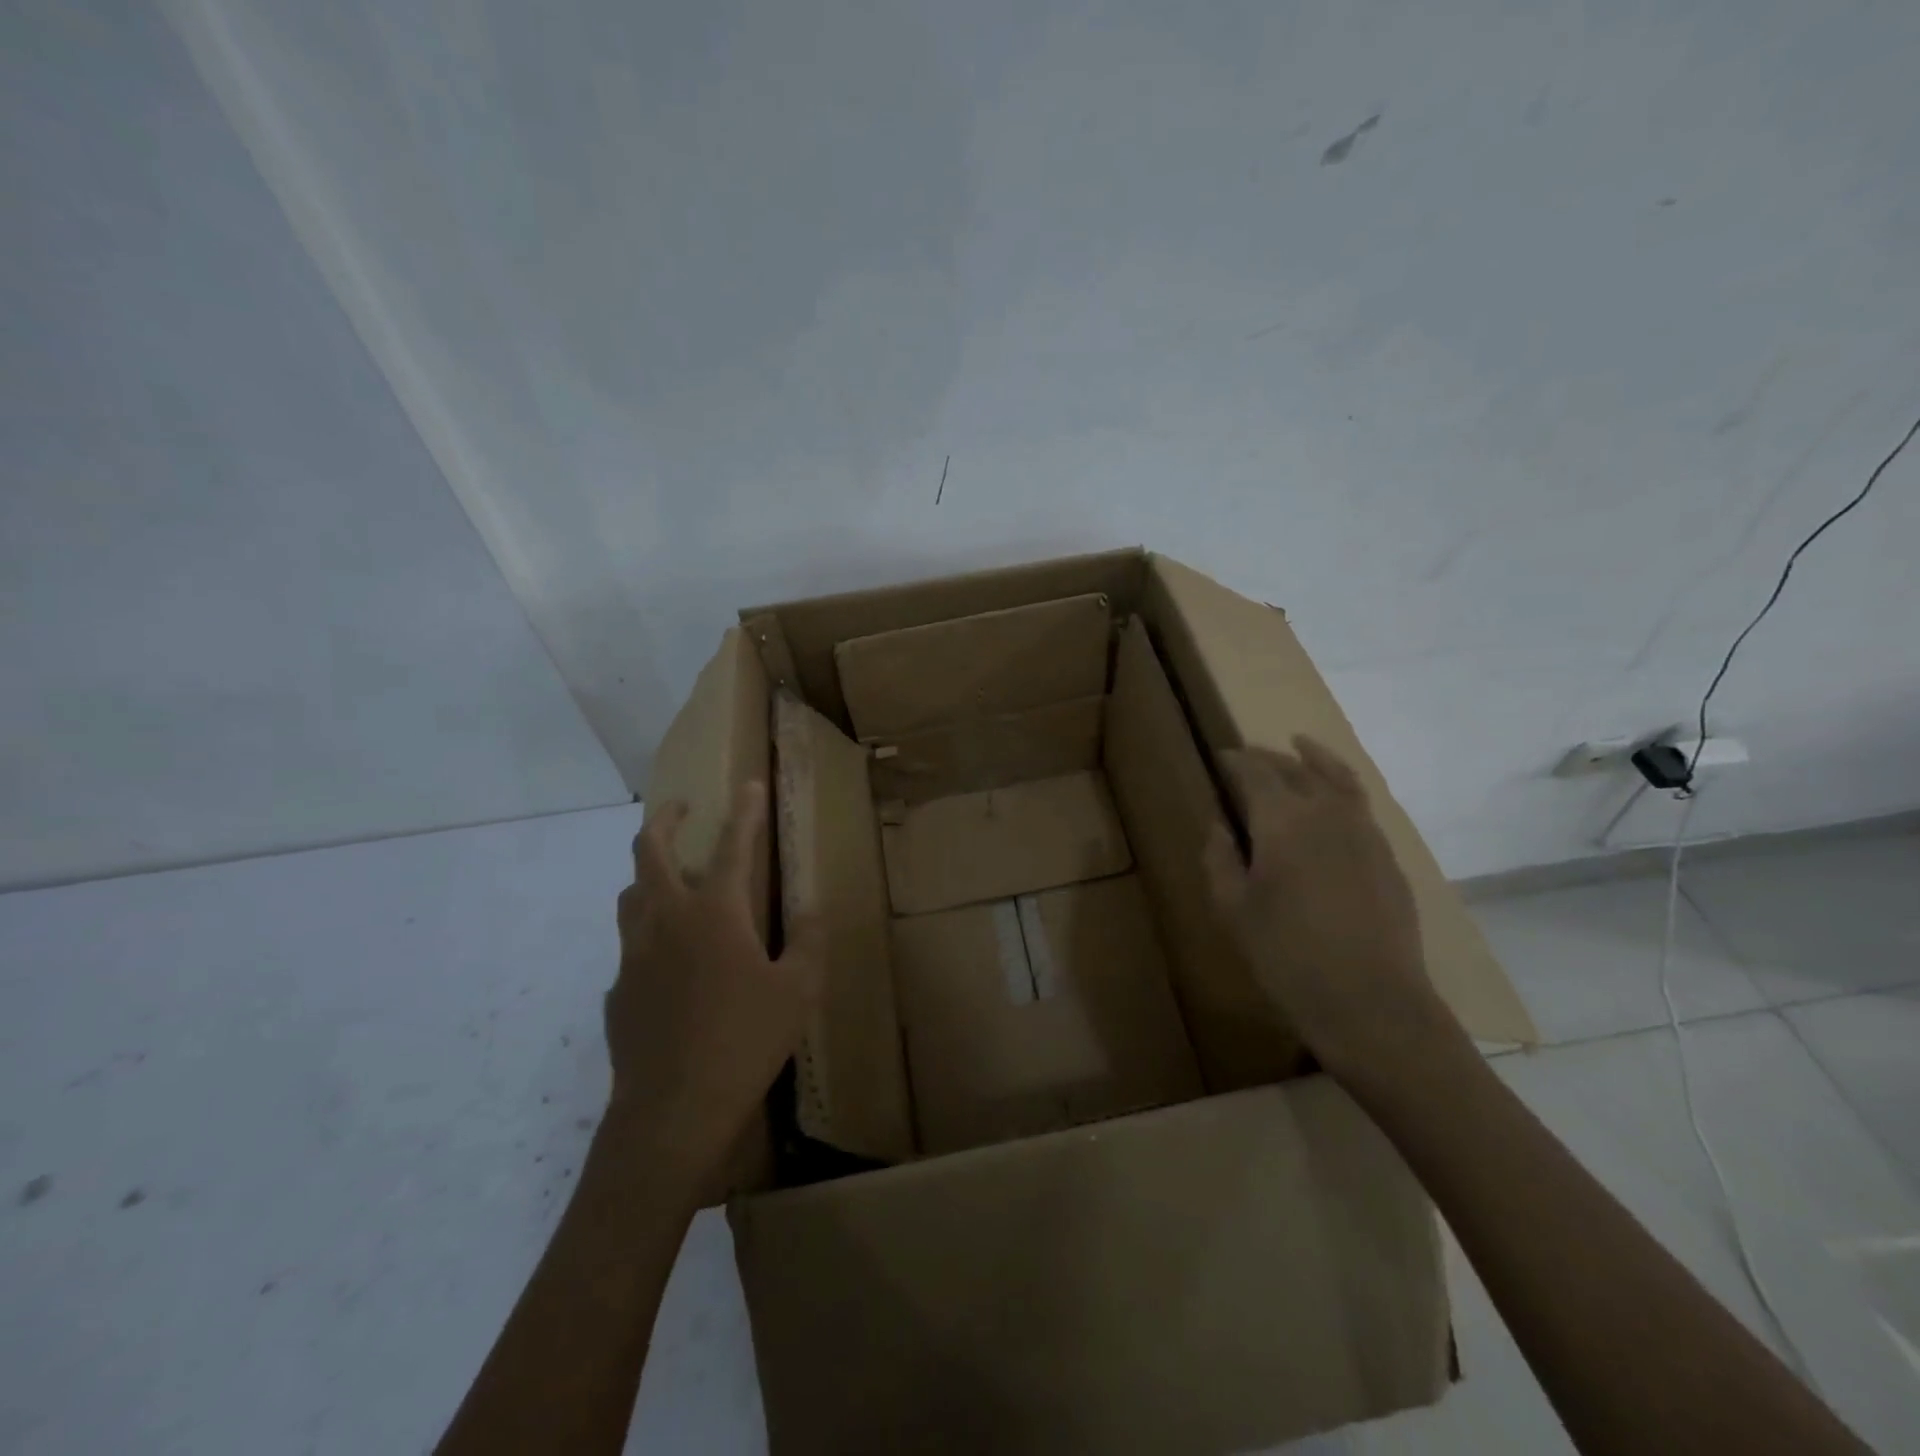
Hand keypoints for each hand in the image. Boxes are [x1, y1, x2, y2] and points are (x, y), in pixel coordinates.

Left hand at [605, 781, 822, 1171]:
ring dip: (648, 872)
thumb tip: (812, 908)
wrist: (673, 1110)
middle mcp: (667, 920)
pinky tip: (667, 961)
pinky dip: (648, 934)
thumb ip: (808, 940)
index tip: (749, 783)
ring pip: (631, 894)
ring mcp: (634, 955)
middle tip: (680, 807)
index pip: (733, 846)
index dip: (745, 811)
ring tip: (669, 875)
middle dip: (666, 820)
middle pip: (651, 851)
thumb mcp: (798, 989)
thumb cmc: (745, 1040)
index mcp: (715, 913)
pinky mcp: (618, 990)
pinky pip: (629, 946)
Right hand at [1205, 735, 1455, 1079]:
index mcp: (1283, 820)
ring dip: (1313, 760)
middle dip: (1268, 758)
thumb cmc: (1287, 956)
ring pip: (1337, 778)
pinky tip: (1331, 800)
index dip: (1236, 761)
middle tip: (1248, 758)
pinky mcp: (1387, 856)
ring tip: (1300, 748)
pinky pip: (1360, 804)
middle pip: (1295, 769)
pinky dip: (1341, 786)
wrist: (1372, 1003)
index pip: (1255, 773)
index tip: (1221, 757)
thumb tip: (1220, 825)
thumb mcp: (1233, 909)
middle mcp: (1327, 812)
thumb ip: (1220, 858)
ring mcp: (1365, 832)